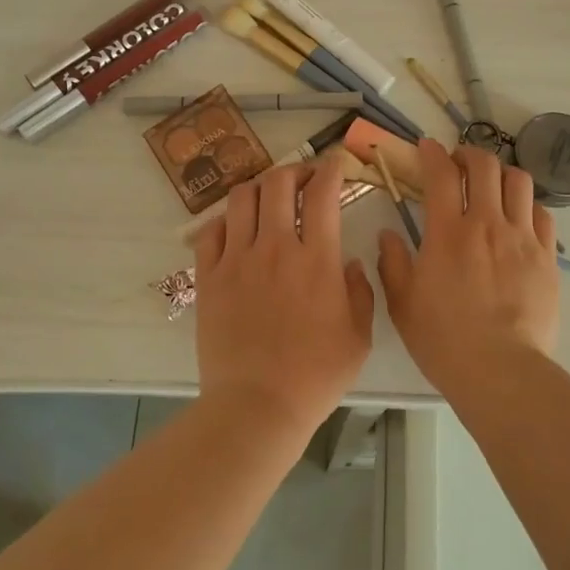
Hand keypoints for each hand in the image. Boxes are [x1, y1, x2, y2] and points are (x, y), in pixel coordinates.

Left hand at [192, 152, 375, 438]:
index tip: (336, 164)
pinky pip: (211, 230)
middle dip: (295, 170)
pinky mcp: (209, 277)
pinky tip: (236, 227)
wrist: (256, 405)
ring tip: (269, 196)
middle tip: (304, 178)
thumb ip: (360, 292)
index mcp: (316, 259)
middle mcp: (274, 247)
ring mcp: (236, 259)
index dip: (331, 169)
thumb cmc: (315, 375)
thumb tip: (349, 263)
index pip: (322, 193)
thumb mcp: (358, 336)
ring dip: (259, 187)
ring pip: (241, 198)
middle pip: (278, 183)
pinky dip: (226, 219)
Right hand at [376, 139, 559, 392]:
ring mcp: (522, 238)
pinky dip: (528, 206)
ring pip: (519, 181)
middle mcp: (487, 224)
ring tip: (492, 185)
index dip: (432, 153)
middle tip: (459, 164)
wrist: (500, 370)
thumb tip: (388, 235)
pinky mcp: (547, 257)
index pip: (441, 173)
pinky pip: (542, 214)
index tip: (426, 148)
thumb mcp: (402, 303)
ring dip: (502, 174)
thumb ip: (392, 262)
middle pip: (485, 165)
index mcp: (447, 232)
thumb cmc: (443, 339)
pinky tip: (518, 218)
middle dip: (469, 154)